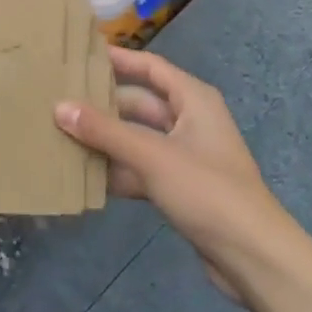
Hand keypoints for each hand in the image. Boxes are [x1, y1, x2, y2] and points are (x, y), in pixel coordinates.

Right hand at [56, 50, 286, 298]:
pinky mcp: (181, 186)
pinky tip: (85, 177)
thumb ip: (104, 132)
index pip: (150, 67)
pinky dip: (118, 170)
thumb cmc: (206, 190)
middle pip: (140, 103)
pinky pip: (142, 168)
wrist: (252, 255)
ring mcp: (186, 155)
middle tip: (59, 101)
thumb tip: (59, 107)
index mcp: (193, 99)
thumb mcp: (152, 156)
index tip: (81, 56)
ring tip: (62, 137)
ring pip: (138, 138)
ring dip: (106, 140)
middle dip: (103, 105)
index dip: (118, 59)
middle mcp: (190, 120)